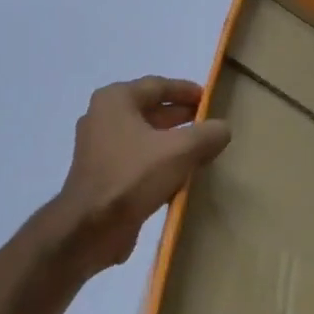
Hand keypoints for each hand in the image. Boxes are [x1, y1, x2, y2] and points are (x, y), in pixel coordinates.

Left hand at [53, 76, 231, 271]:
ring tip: (201, 150)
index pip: (158, 85)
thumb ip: (207, 135)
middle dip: (180, 117)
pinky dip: (158, 162)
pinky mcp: (102, 175)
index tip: (210, 99)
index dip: (186, 91)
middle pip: (149, 110)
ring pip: (144, 137)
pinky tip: (180, 176)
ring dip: (171, 142)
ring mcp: (99, 148)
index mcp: (115, 100)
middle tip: (209, 125)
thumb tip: (223, 128)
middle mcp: (102, 117)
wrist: (91, 227)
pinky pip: (136, 159)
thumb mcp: (180, 151)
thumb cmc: (133, 176)